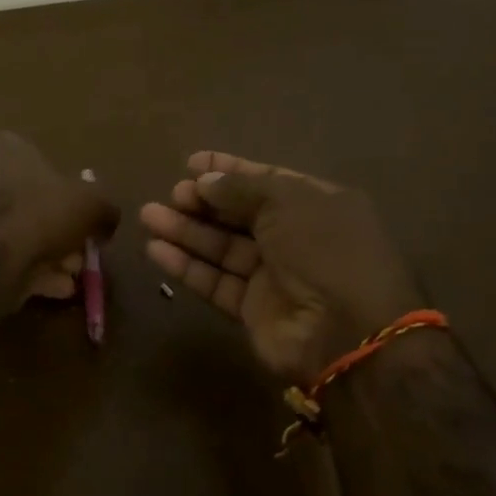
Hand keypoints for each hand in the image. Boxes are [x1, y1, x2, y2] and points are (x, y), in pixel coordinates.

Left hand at [0, 132, 119, 304]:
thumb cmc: (39, 215)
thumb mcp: (91, 205)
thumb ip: (104, 208)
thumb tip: (106, 220)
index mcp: (5, 147)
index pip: (46, 164)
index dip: (72, 196)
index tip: (88, 223)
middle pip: (32, 203)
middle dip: (60, 232)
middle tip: (80, 256)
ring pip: (18, 232)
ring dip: (48, 255)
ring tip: (69, 277)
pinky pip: (1, 255)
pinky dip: (27, 270)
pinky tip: (51, 289)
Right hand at [139, 151, 424, 384]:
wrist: (346, 333)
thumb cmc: (323, 251)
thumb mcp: (287, 202)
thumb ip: (241, 188)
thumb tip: (205, 181)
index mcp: (316, 206)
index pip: (266, 180)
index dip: (228, 170)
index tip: (191, 163)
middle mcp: (295, 238)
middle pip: (239, 214)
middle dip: (203, 202)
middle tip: (172, 194)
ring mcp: (274, 276)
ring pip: (222, 247)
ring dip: (186, 231)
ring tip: (148, 216)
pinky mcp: (252, 309)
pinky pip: (215, 281)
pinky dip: (187, 266)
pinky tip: (156, 250)